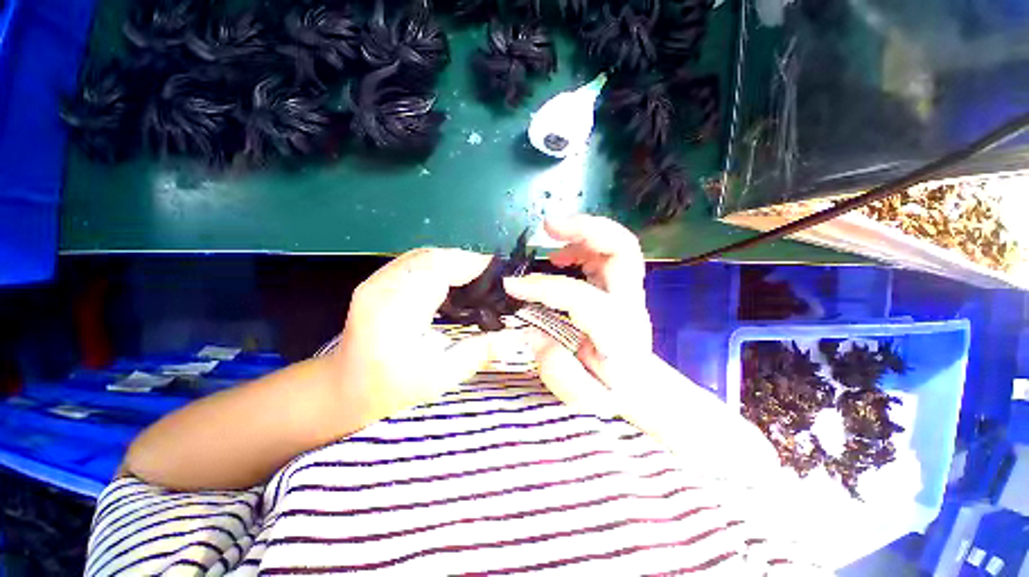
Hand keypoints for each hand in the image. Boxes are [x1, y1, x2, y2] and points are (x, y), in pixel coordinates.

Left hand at [330, 248, 501, 417]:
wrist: (344, 388)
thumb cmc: (390, 390)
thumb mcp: (441, 378)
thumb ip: (480, 352)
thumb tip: (517, 337)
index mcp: (395, 312)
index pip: (438, 269)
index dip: (473, 265)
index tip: (501, 274)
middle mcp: (382, 287)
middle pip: (432, 256)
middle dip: (468, 262)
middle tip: (493, 280)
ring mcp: (376, 281)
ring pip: (424, 255)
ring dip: (455, 262)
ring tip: (478, 281)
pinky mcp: (378, 281)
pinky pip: (416, 262)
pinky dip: (440, 266)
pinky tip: (453, 282)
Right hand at [503, 216, 652, 413]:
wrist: (640, 387)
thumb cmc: (610, 391)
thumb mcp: (582, 396)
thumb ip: (558, 370)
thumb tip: (532, 334)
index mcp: (617, 332)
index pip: (579, 296)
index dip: (542, 286)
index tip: (511, 285)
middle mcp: (629, 303)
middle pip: (623, 251)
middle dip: (586, 229)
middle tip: (548, 226)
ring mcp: (629, 290)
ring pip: (618, 244)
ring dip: (584, 231)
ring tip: (550, 235)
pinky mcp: (621, 285)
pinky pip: (608, 252)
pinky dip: (583, 244)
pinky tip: (561, 256)